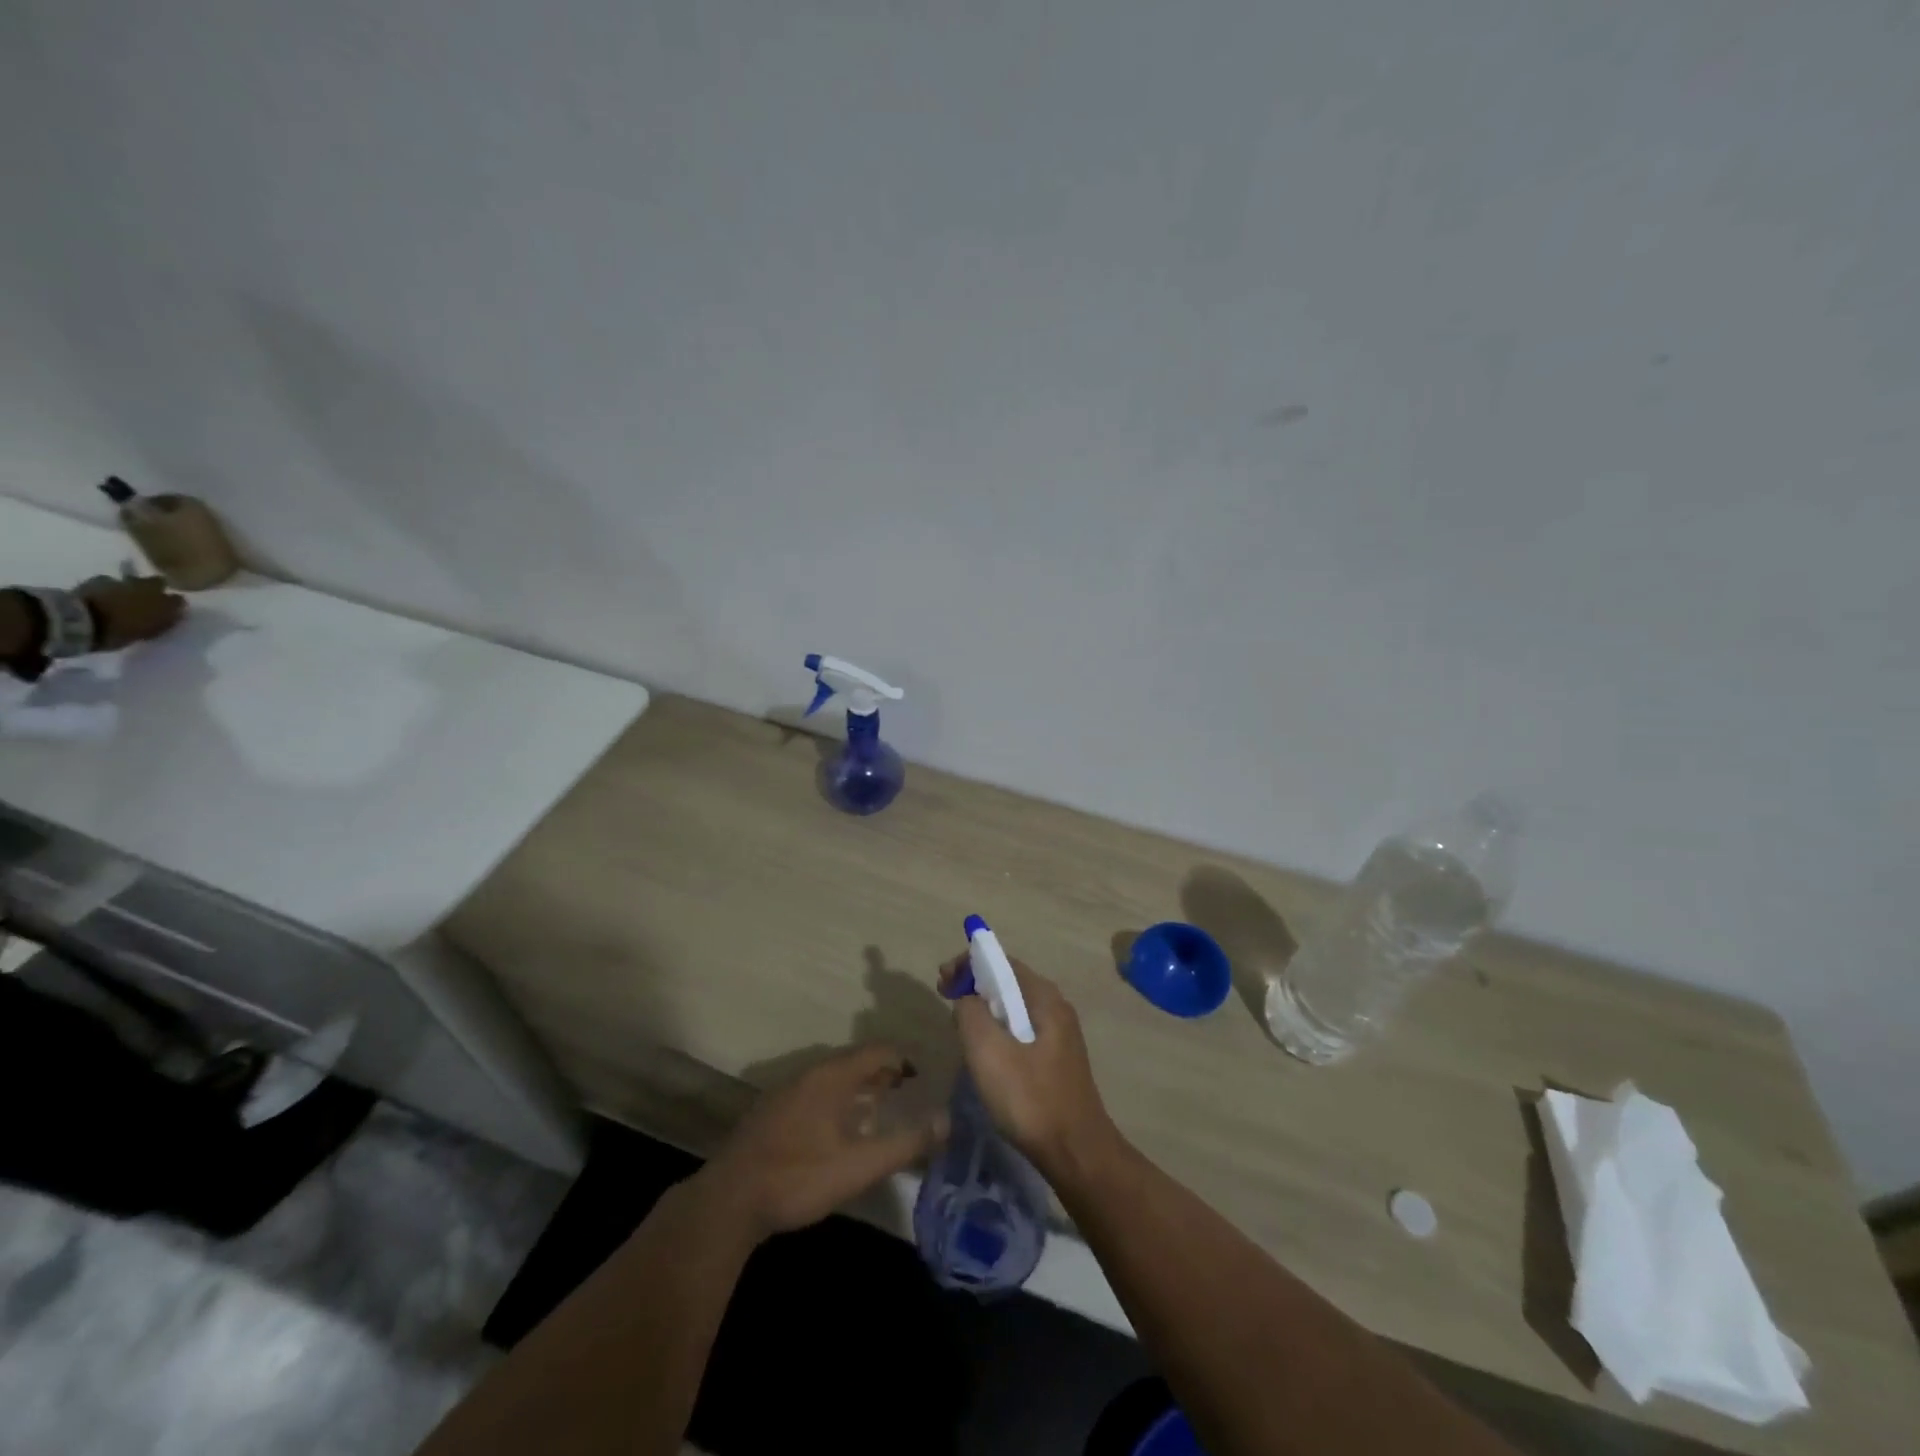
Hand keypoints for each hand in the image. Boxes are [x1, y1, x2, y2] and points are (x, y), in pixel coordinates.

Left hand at [77, 576, 185, 649]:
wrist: (78, 622)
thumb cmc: (117, 633)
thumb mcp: (147, 633)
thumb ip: (161, 623)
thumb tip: (172, 616)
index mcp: (164, 604)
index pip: (179, 601)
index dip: (174, 605)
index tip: (171, 611)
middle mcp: (148, 589)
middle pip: (157, 582)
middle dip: (155, 588)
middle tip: (149, 597)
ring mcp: (122, 583)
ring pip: (132, 580)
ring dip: (131, 586)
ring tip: (124, 595)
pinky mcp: (97, 581)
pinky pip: (107, 581)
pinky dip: (107, 586)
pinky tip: (103, 593)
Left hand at [701, 1044, 947, 1239]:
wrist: (728, 1201)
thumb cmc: (798, 1177)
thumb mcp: (859, 1166)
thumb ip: (904, 1143)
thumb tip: (946, 1121)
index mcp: (833, 1075)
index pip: (878, 1050)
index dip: (904, 1060)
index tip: (925, 1079)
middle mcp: (810, 1072)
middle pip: (855, 1060)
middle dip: (884, 1073)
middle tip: (908, 1094)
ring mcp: (787, 1090)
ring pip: (834, 1077)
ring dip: (860, 1087)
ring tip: (881, 1110)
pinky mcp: (772, 1111)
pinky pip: (816, 1091)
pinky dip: (838, 1099)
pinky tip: (841, 1130)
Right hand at [939, 955, 1121, 1185]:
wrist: (1075, 1153)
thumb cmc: (1029, 1098)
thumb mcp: (988, 1051)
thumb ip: (970, 1012)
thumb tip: (966, 998)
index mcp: (1044, 997)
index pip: (1001, 961)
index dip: (968, 964)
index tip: (942, 982)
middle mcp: (1055, 1007)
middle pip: (1008, 982)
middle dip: (974, 985)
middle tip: (945, 999)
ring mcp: (1059, 1035)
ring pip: (1013, 1008)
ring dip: (984, 1009)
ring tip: (959, 1026)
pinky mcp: (1056, 1059)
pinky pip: (1020, 1030)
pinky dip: (997, 1029)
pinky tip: (985, 1053)